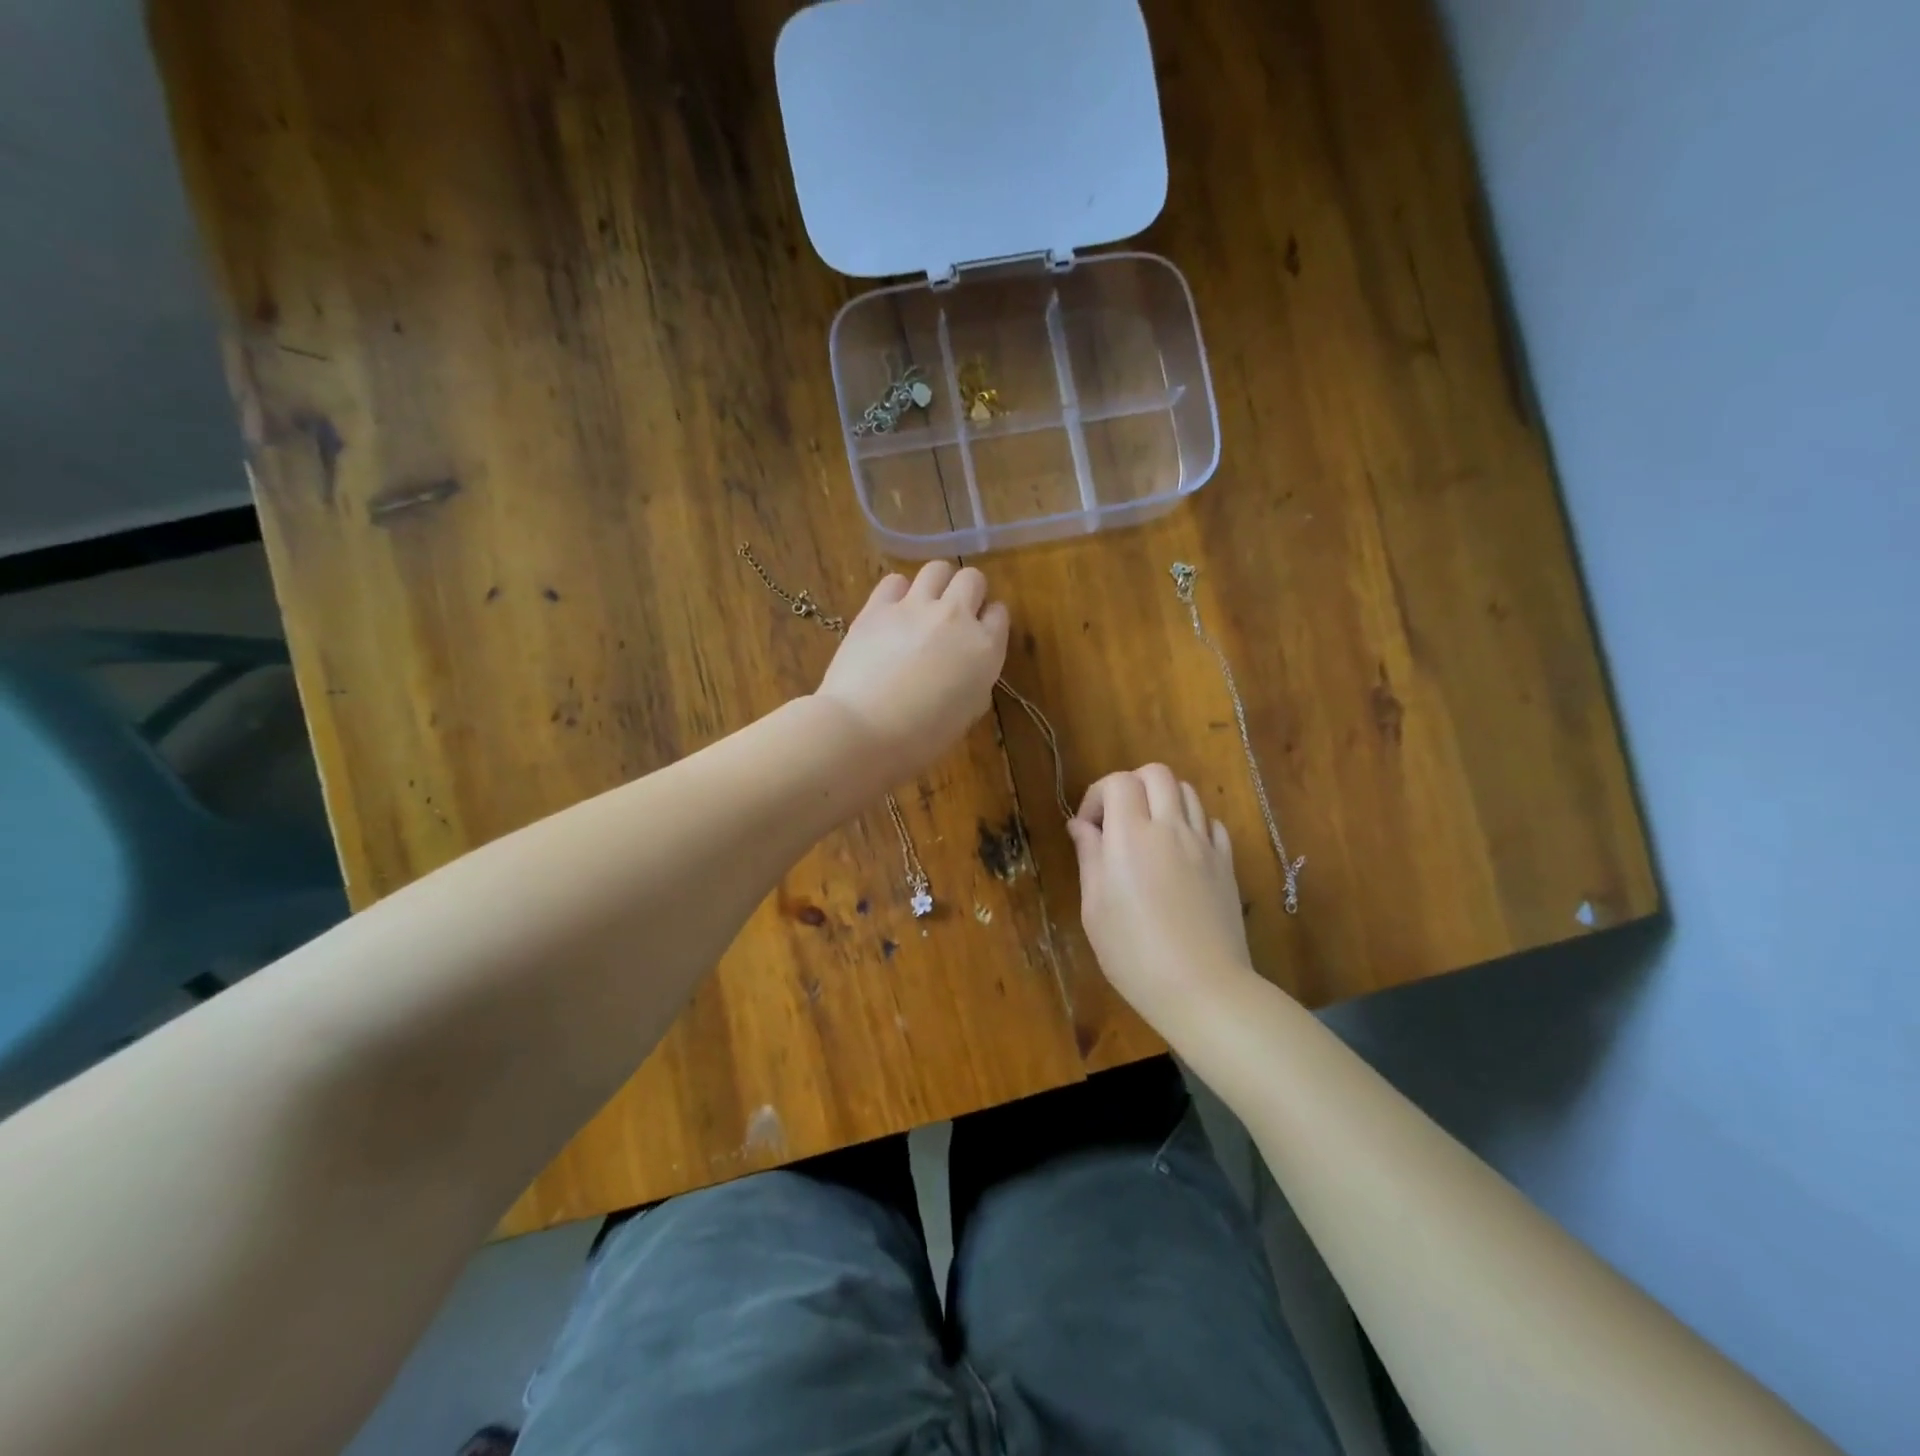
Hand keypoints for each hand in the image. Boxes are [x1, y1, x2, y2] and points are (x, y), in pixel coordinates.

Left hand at [815, 561, 1008, 784]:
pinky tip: (892, 612)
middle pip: (972, 579)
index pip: (999, 614)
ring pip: (937, 568)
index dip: (988, 621)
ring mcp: (915, 606)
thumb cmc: (921, 738)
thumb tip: (964, 666)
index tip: (978, 633)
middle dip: (967, 592)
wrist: (864, 730)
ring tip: (923, 606)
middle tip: (953, 615)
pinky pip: (895, 581)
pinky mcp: (878, 606)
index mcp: (985, 649)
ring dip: (936, 584)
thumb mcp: (966, 713)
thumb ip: (973, 680)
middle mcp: (956, 617)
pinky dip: (898, 592)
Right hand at [1067, 765, 1260, 1035]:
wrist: (1202, 988)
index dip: (1098, 795)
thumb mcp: (1095, 908)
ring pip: (1187, 791)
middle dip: (1131, 786)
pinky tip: (1180, 852)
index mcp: (1131, 836)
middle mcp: (1170, 828)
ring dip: (1163, 801)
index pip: (1118, 782)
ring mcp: (1204, 844)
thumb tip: (1081, 826)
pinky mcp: (1226, 863)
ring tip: (1148, 834)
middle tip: (1118, 821)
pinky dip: (1191, 824)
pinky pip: (1210, 823)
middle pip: (1156, 774)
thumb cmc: (1134, 953)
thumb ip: (1089, 857)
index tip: (1088, 828)